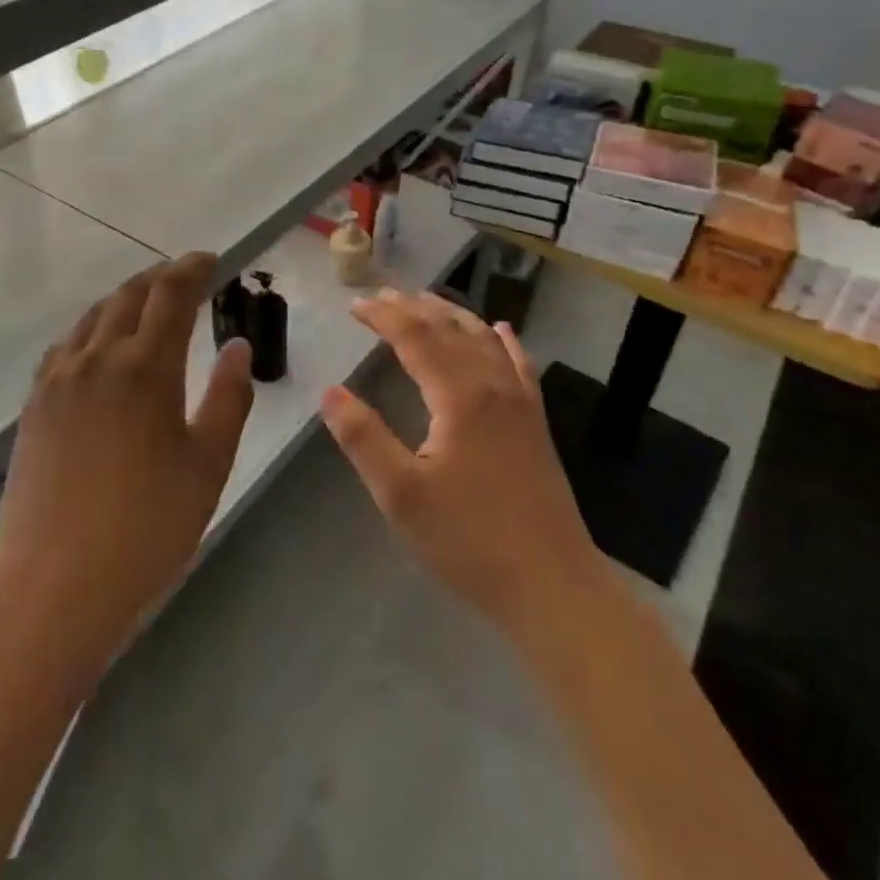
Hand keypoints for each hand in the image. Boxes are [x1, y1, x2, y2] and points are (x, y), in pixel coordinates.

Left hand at [0, 253, 254, 680]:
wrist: (53, 581)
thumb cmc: (147, 527)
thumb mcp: (208, 464)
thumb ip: (228, 398)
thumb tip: (236, 346)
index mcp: (146, 368)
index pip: (171, 294)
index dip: (192, 269)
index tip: (211, 260)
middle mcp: (97, 359)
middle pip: (129, 295)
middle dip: (161, 277)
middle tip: (186, 278)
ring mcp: (58, 379)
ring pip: (93, 315)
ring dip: (126, 299)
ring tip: (148, 304)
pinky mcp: (35, 404)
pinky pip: (67, 344)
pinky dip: (93, 328)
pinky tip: (100, 346)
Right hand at [320, 289, 595, 630]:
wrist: (551, 583)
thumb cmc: (468, 539)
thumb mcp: (401, 494)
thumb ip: (363, 439)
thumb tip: (329, 392)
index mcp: (459, 396)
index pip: (416, 338)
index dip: (384, 317)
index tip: (355, 305)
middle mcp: (493, 386)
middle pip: (450, 330)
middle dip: (414, 308)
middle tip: (382, 295)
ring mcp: (521, 403)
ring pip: (485, 340)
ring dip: (453, 315)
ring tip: (428, 300)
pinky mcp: (536, 423)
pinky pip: (520, 365)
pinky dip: (504, 341)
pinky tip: (500, 331)